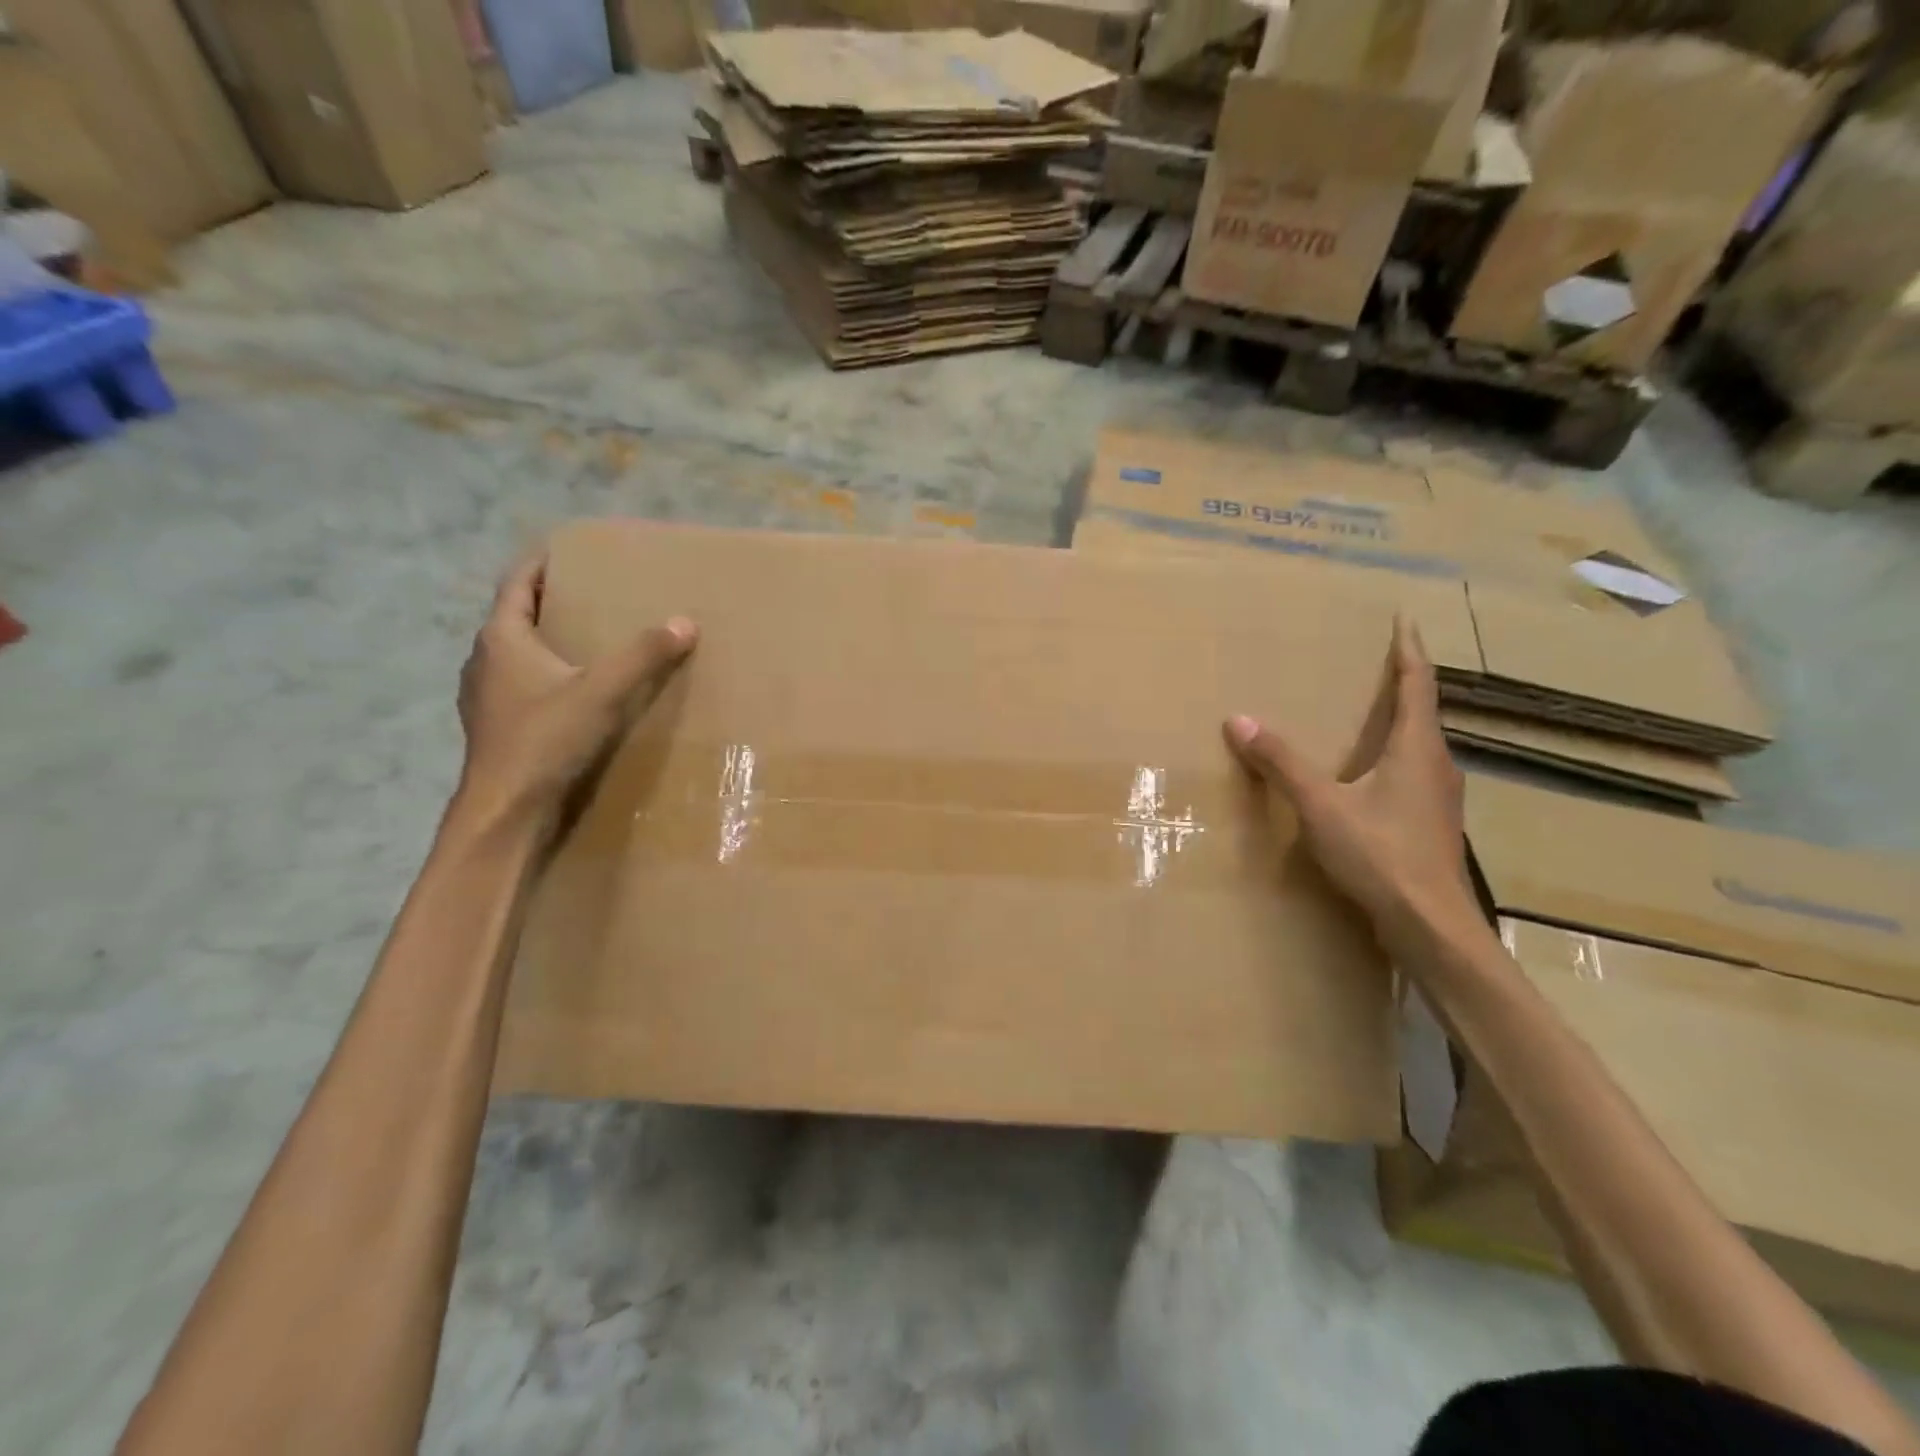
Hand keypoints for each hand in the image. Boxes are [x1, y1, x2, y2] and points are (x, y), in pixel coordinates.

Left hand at [454, 552, 696, 832]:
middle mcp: (485, 661)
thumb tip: (685, 622)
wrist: (506, 810)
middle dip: (551, 602)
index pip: (518, 583)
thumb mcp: (601, 693)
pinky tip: (576, 693)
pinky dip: (547, 677)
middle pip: (517, 617)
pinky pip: (522, 686)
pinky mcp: (497, 727)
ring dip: (548, 643)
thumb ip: (642, 656)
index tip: (567, 549)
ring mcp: (486, 697)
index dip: (541, 562)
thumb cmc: (544, 740)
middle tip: (592, 594)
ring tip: (589, 641)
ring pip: (517, 654)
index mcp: (502, 639)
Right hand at [1225, 618, 1479, 958]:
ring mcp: (1437, 799)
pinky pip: (1410, 776)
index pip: (1417, 684)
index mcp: (1417, 749)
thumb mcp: (1322, 805)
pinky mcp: (1430, 826)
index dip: (1409, 650)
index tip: (1403, 620)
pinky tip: (1365, 779)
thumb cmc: (1381, 856)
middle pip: (1421, 713)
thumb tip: (1239, 720)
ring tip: (1364, 718)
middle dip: (1399, 685)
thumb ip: (1282, 763)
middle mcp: (1436, 766)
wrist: (1431, 927)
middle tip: (1372, 666)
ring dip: (1395, 725)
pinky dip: (1389, 760)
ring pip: (1416, 748)